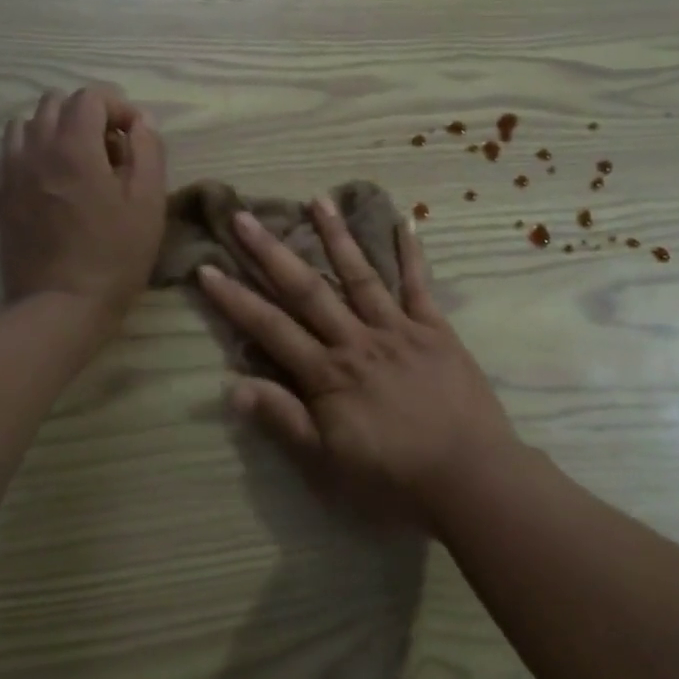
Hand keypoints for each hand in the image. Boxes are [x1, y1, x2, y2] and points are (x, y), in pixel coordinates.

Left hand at [0, 87, 166, 320]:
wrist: (62, 305)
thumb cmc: (115, 254)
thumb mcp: (150, 201)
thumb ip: (148, 150)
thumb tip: (140, 122)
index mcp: (75, 146)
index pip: (91, 96)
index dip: (119, 107)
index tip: (135, 136)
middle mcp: (36, 148)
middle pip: (55, 103)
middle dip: (87, 115)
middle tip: (110, 149)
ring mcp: (11, 171)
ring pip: (26, 124)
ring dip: (55, 130)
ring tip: (77, 161)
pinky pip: (7, 153)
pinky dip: (29, 152)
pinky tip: (49, 177)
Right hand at [195, 195, 522, 520]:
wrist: (470, 479)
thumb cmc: (394, 479)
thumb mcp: (328, 463)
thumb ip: (283, 420)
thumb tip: (231, 387)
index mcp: (328, 374)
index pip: (271, 329)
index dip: (235, 300)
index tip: (207, 268)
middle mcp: (358, 340)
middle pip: (308, 290)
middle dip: (272, 253)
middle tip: (245, 216)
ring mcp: (399, 329)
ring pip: (360, 275)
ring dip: (337, 236)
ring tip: (317, 199)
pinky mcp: (435, 330)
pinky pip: (420, 285)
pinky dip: (411, 253)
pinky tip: (404, 222)